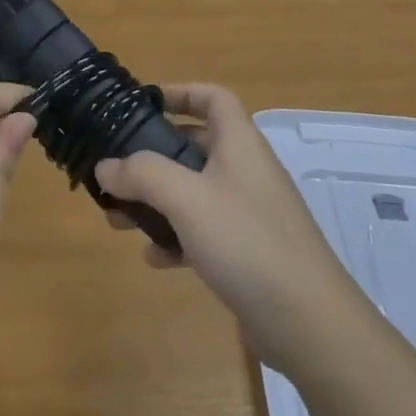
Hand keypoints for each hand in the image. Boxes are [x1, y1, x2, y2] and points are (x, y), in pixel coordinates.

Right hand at [94, 84, 376, 374]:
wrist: (309, 323)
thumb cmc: (246, 241)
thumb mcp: (187, 199)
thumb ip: (143, 174)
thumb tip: (105, 165)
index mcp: (239, 142)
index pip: (212, 98)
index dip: (180, 92)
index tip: (142, 105)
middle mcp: (246, 170)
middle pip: (195, 146)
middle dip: (153, 156)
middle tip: (117, 170)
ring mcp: (249, 213)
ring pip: (194, 192)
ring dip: (157, 200)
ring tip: (119, 217)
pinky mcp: (248, 252)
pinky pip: (204, 231)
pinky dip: (177, 237)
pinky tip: (154, 258)